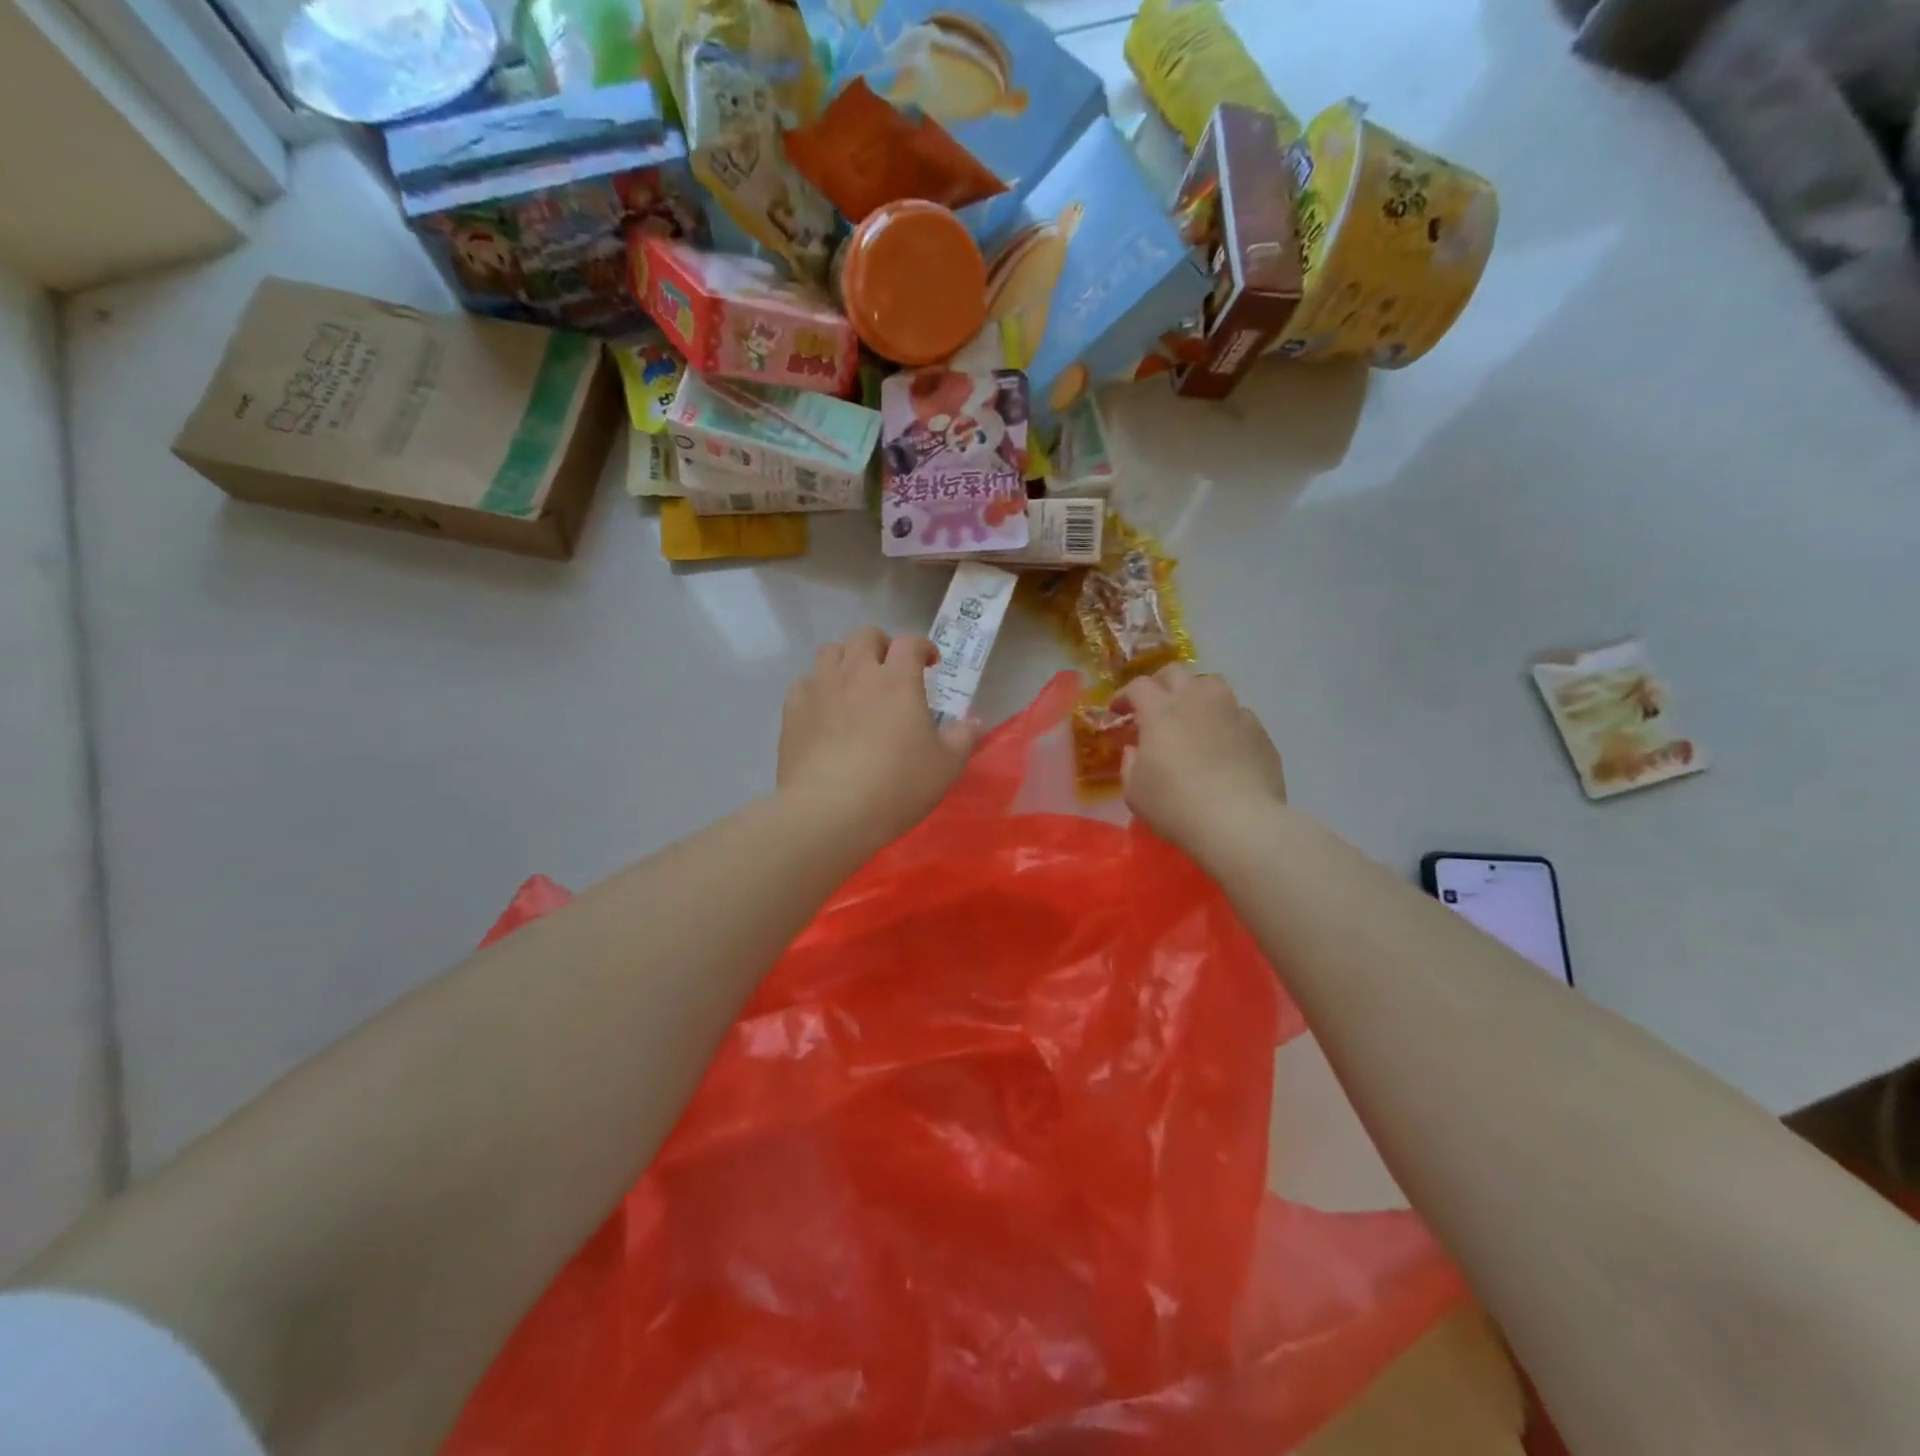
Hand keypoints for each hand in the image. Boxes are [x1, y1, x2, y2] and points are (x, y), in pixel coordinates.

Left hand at [778, 627, 982, 851]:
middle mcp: (857, 673)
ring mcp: (821, 689)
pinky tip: (825, 710)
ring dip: (847, 659)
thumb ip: (963, 738)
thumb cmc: (896, 786)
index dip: (923, 647)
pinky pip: (805, 682)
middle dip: (881, 645)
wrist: (829, 811)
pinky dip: (817, 687)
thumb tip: (974, 722)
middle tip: (891, 670)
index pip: (910, 643)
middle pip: (865, 635)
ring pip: (830, 651)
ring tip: (855, 684)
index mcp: (898, 680)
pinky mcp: (793, 710)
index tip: (930, 664)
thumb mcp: (945, 767)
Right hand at [1116, 665, 1287, 862]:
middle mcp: (1197, 700)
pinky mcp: (1259, 731)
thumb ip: (1130, 763)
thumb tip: (1135, 749)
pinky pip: (1237, 714)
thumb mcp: (1135, 791)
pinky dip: (1224, 722)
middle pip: (1175, 673)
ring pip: (1212, 685)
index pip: (1138, 686)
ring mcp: (1232, 712)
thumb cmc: (1176, 806)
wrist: (1239, 823)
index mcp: (1161, 711)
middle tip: (1153, 707)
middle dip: (1159, 684)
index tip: (1118, 711)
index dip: (1124, 695)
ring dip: (1196, 695)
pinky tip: (1223, 745)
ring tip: (1192, 718)